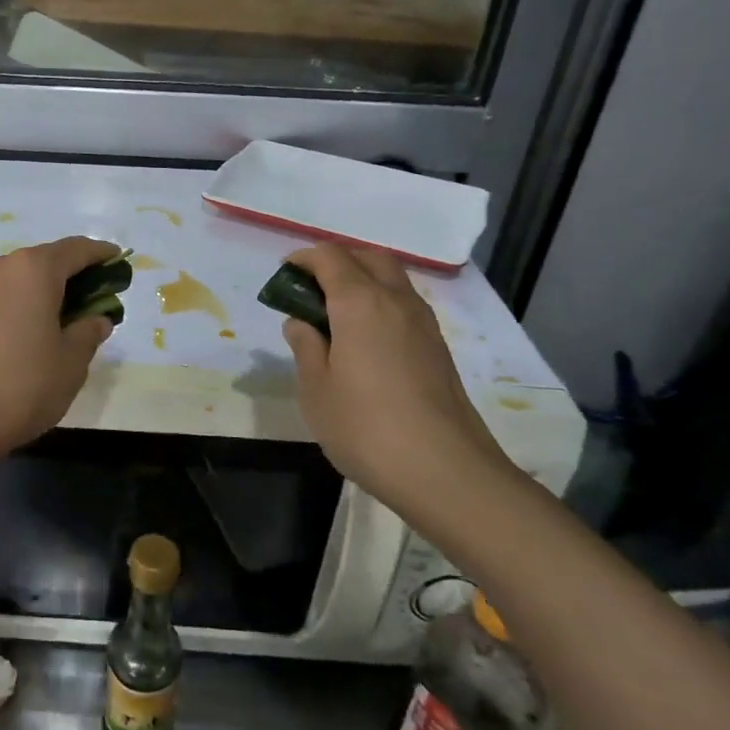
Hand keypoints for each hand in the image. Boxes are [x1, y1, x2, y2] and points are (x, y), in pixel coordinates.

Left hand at [0, 237, 117, 454]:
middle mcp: (2, 266)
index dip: (100, 254)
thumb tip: (96, 319)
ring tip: (64, 318)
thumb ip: (89, 331)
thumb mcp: (71, 361)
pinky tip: (32, 329)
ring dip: (45, 289)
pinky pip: (1, 294)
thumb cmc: (24, 385)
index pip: (76, 249)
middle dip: (73, 274)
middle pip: (46, 260)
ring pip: (21, 277)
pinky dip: (22, 302)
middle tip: (95, 298)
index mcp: (34, 269)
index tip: (117, 259)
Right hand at [280, 244, 515, 509]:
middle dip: (338, 261)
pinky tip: (364, 340)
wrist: (445, 472)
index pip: (330, 257)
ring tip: (335, 315)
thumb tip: (301, 323)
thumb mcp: (316, 389)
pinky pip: (404, 306)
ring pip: (392, 279)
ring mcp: (423, 324)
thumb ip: (305, 347)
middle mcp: (396, 301)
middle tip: (311, 289)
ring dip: (362, 281)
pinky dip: (380, 304)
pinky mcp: (438, 348)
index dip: (304, 258)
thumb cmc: (366, 427)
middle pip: (368, 258)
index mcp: (360, 302)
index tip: (284, 276)